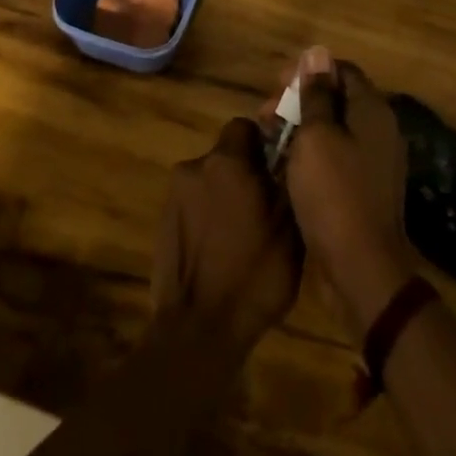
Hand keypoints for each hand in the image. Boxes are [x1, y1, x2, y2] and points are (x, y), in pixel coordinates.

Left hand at [152, 118, 302, 353]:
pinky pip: (194, 204)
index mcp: (227, 162)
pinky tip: (221, 248)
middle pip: (226, 154)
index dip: (264, 142)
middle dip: (246, 171)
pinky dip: (209, 215)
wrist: (197, 329)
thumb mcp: (290, 229)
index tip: (279, 167)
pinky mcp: (163, 220)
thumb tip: (292, 150)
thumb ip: (288, 180)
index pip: (245, 127)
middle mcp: (195, 166)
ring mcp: (174, 194)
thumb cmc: (253, 276)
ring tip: (244, 233)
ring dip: (226, 194)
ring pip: (210, 180)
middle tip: (266, 204)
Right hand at [264, 47, 417, 338]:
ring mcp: (373, 161)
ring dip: (300, 126)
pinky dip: (311, 152)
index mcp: (371, 110)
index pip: (341, 70)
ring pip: (333, 128)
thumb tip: (318, 53)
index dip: (307, 71)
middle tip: (265, 113)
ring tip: (269, 138)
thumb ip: (315, 94)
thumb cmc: (333, 193)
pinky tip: (285, 163)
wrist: (361, 268)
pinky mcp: (363, 187)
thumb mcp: (316, 136)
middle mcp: (378, 130)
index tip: (275, 85)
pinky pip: (335, 155)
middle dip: (298, 99)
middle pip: (336, 98)